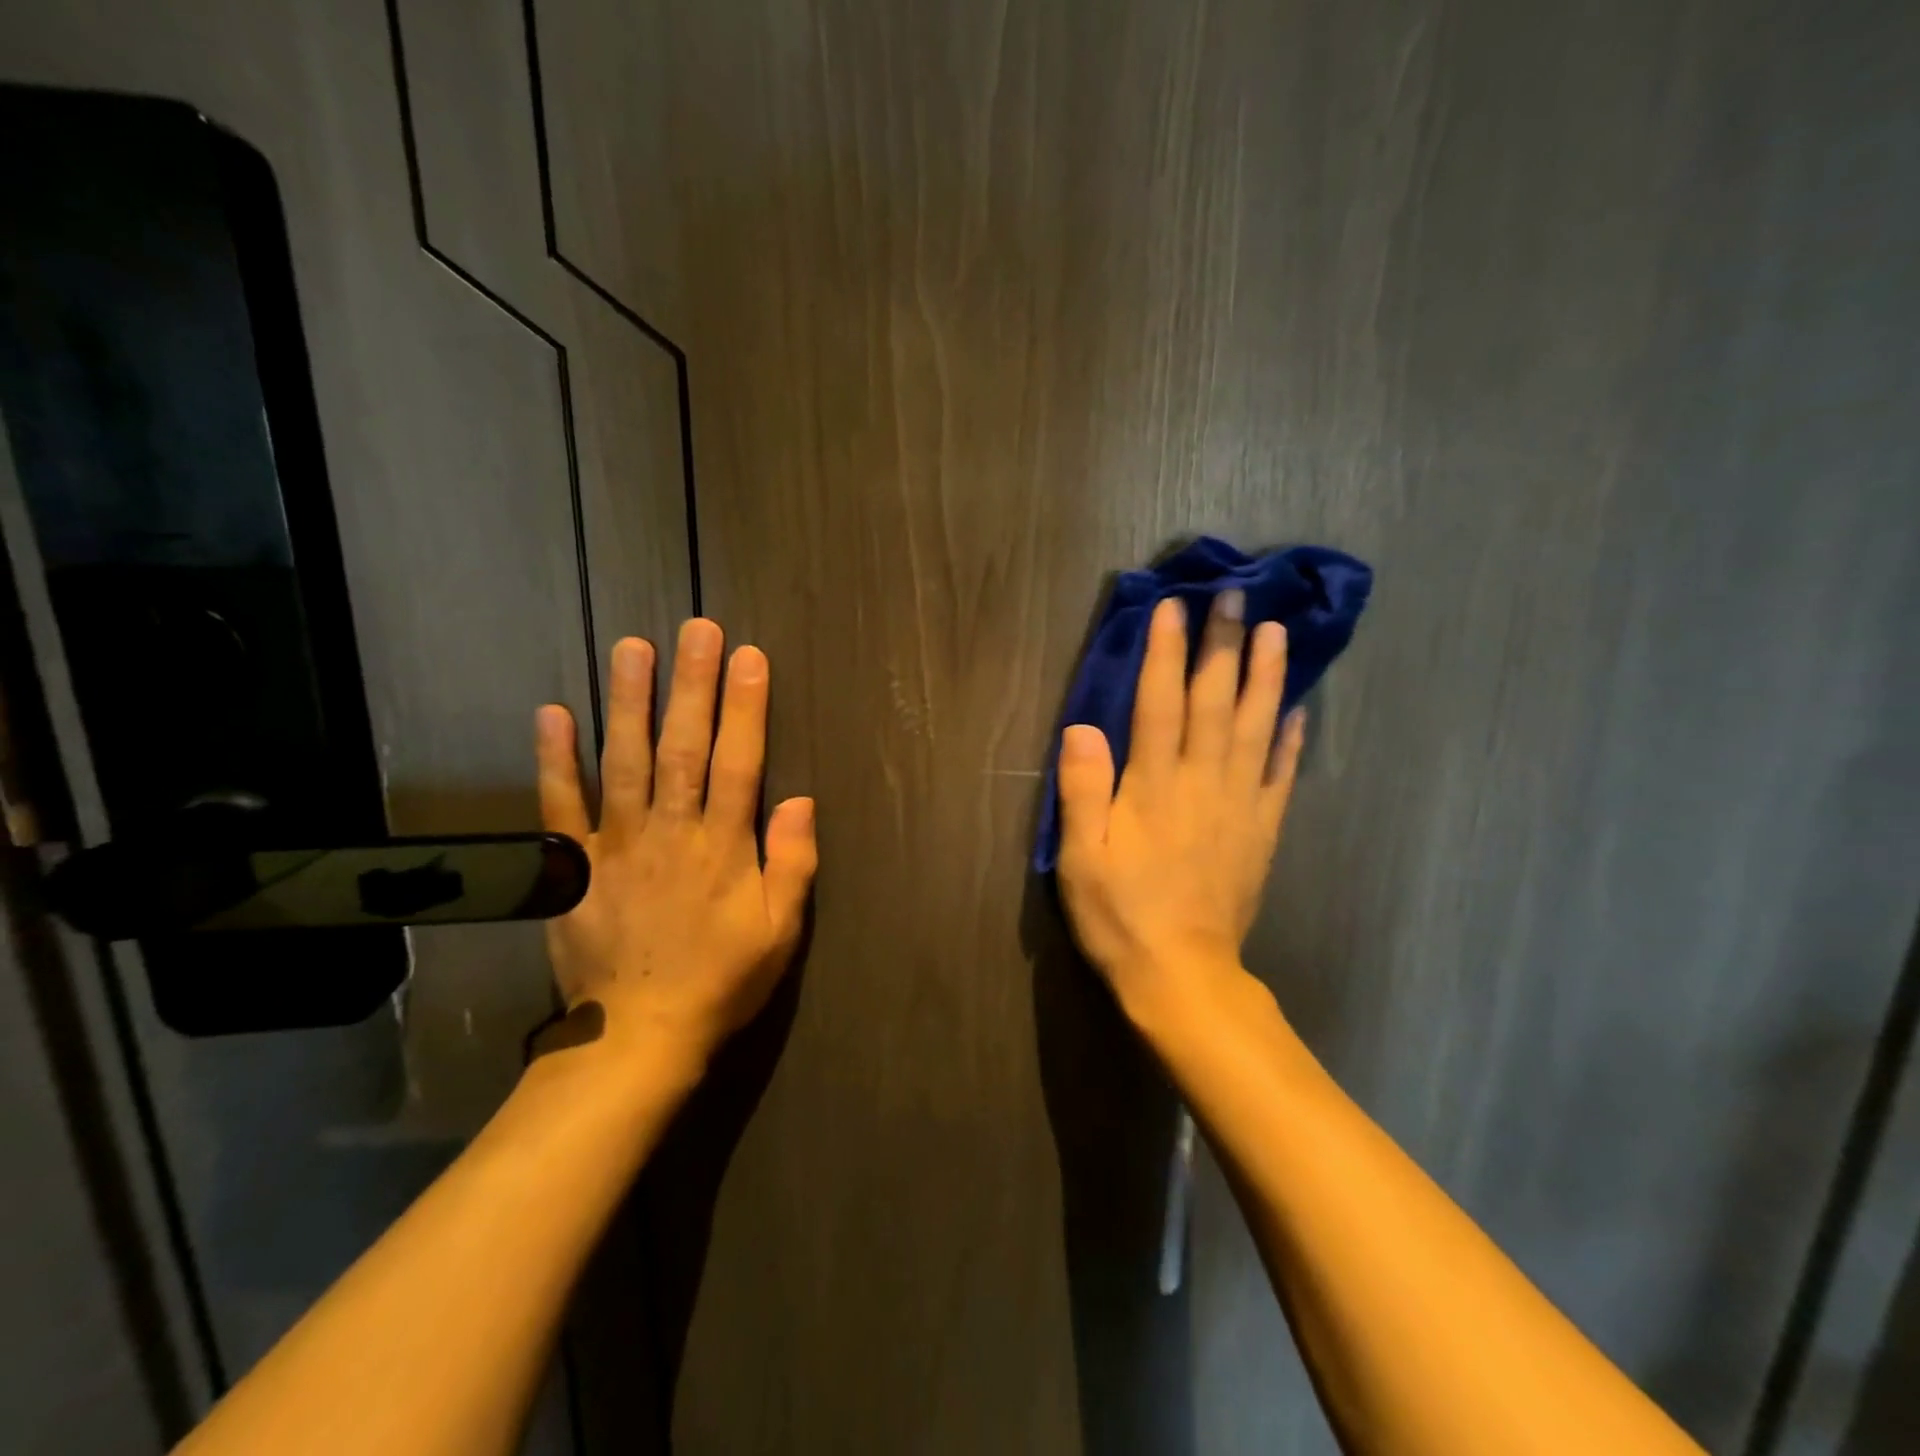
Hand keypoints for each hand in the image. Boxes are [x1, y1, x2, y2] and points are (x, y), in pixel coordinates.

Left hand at [535, 619, 817, 1076]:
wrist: (639, 1036)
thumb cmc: (721, 980)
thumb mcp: (781, 932)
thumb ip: (794, 863)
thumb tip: (800, 799)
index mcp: (724, 848)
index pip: (740, 763)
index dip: (746, 708)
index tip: (749, 658)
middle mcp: (670, 833)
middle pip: (684, 748)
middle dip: (692, 686)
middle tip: (695, 629)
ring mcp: (615, 846)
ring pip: (623, 762)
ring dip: (628, 702)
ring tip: (631, 647)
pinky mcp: (571, 868)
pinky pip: (559, 807)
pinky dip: (554, 760)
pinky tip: (553, 713)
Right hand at [1053, 592, 1305, 1022]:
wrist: (1181, 975)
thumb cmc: (1120, 914)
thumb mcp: (1080, 856)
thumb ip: (1082, 789)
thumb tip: (1081, 726)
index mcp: (1154, 786)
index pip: (1160, 704)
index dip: (1166, 653)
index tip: (1175, 607)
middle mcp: (1202, 783)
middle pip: (1215, 702)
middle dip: (1222, 646)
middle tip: (1235, 597)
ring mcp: (1240, 806)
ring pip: (1256, 728)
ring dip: (1266, 677)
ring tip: (1276, 632)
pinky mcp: (1261, 832)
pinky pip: (1280, 776)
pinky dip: (1290, 740)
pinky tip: (1297, 710)